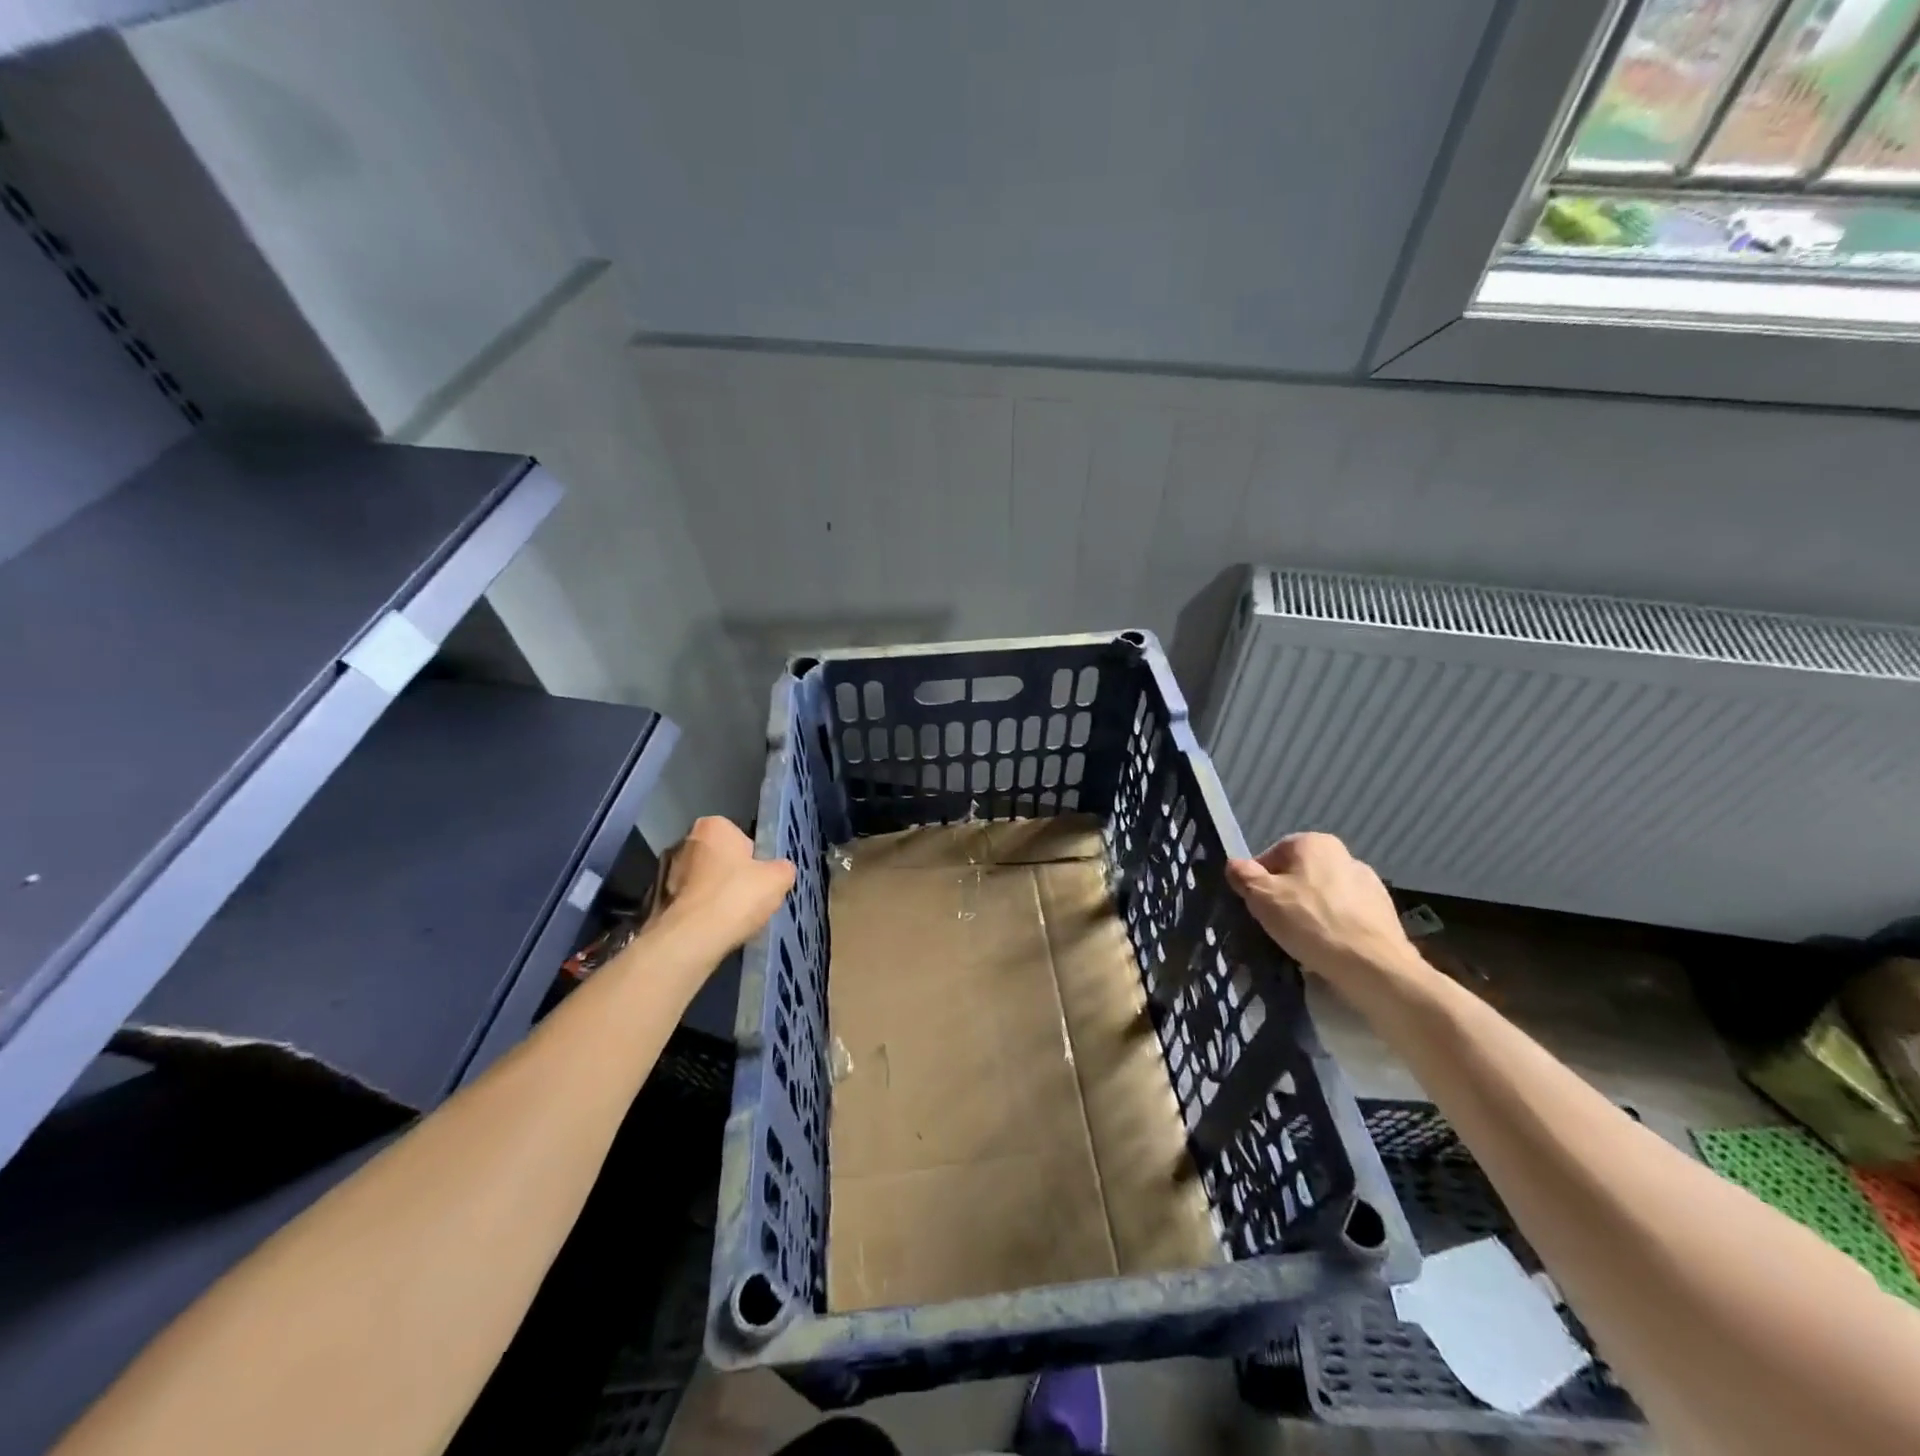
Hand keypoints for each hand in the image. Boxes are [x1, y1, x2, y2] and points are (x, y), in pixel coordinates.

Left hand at [650, 816, 794, 955]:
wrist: (689, 939)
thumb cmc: (736, 897)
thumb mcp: (778, 879)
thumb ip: (782, 868)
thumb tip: (778, 871)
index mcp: (712, 826)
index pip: (741, 838)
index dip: (754, 861)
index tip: (759, 881)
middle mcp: (683, 841)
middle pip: (718, 859)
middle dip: (730, 876)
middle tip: (745, 900)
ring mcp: (663, 871)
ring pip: (700, 881)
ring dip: (711, 895)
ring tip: (727, 920)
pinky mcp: (653, 900)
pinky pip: (685, 903)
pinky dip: (696, 913)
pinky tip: (708, 930)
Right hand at [1226, 832, 1415, 986]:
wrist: (1374, 966)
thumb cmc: (1311, 922)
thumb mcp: (1262, 897)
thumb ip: (1243, 875)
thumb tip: (1234, 865)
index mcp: (1314, 843)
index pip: (1271, 857)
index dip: (1258, 882)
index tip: (1257, 907)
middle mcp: (1344, 855)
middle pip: (1299, 875)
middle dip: (1285, 897)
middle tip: (1276, 925)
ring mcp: (1369, 884)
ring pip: (1323, 896)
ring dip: (1310, 913)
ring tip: (1303, 941)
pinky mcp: (1384, 913)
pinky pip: (1346, 916)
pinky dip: (1334, 928)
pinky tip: (1328, 949)